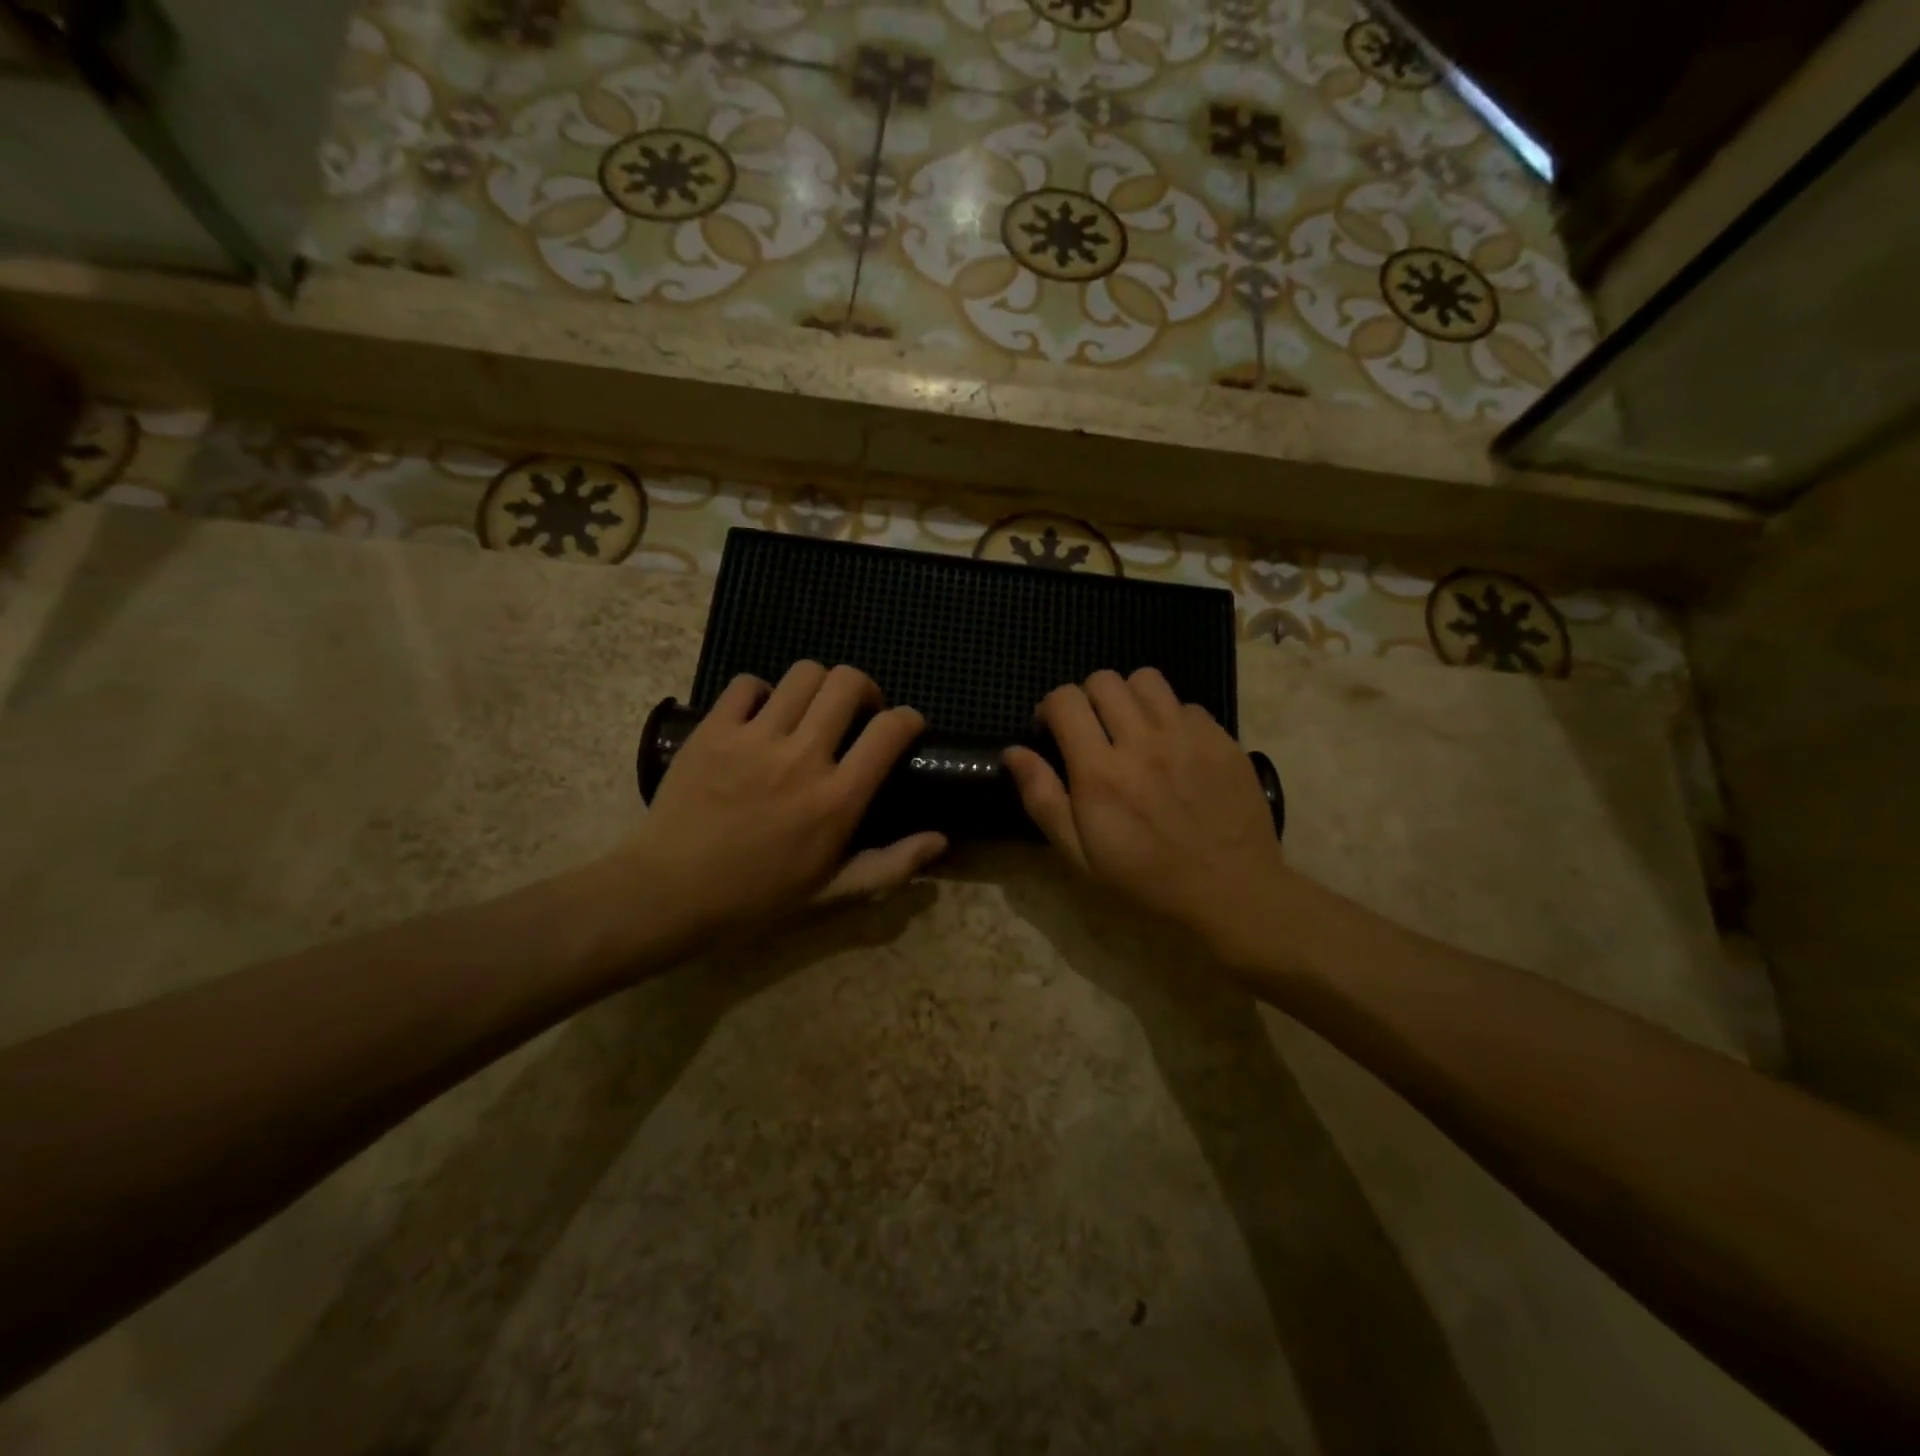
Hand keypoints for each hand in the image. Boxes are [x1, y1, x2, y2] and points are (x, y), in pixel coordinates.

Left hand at [630, 663, 946, 938]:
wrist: (670, 894)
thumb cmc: (757, 899)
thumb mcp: (832, 892)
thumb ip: (890, 864)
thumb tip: (941, 840)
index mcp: (838, 799)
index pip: (890, 731)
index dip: (909, 718)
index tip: (906, 725)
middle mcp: (803, 757)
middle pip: (848, 683)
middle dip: (864, 688)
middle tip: (857, 712)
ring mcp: (755, 739)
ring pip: (803, 674)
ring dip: (817, 685)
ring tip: (809, 709)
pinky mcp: (714, 730)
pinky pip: (746, 684)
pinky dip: (761, 692)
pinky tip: (760, 715)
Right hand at [1004, 668, 1283, 951]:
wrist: (1231, 893)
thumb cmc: (1146, 881)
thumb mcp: (1079, 854)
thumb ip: (1042, 798)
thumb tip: (1013, 752)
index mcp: (1100, 771)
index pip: (1065, 700)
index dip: (1050, 708)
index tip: (1052, 732)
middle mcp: (1142, 741)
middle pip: (1104, 680)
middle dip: (1087, 698)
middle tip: (1092, 730)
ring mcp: (1187, 736)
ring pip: (1147, 680)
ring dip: (1129, 698)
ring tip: (1132, 728)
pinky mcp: (1221, 740)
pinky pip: (1187, 705)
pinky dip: (1171, 718)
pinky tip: (1173, 750)